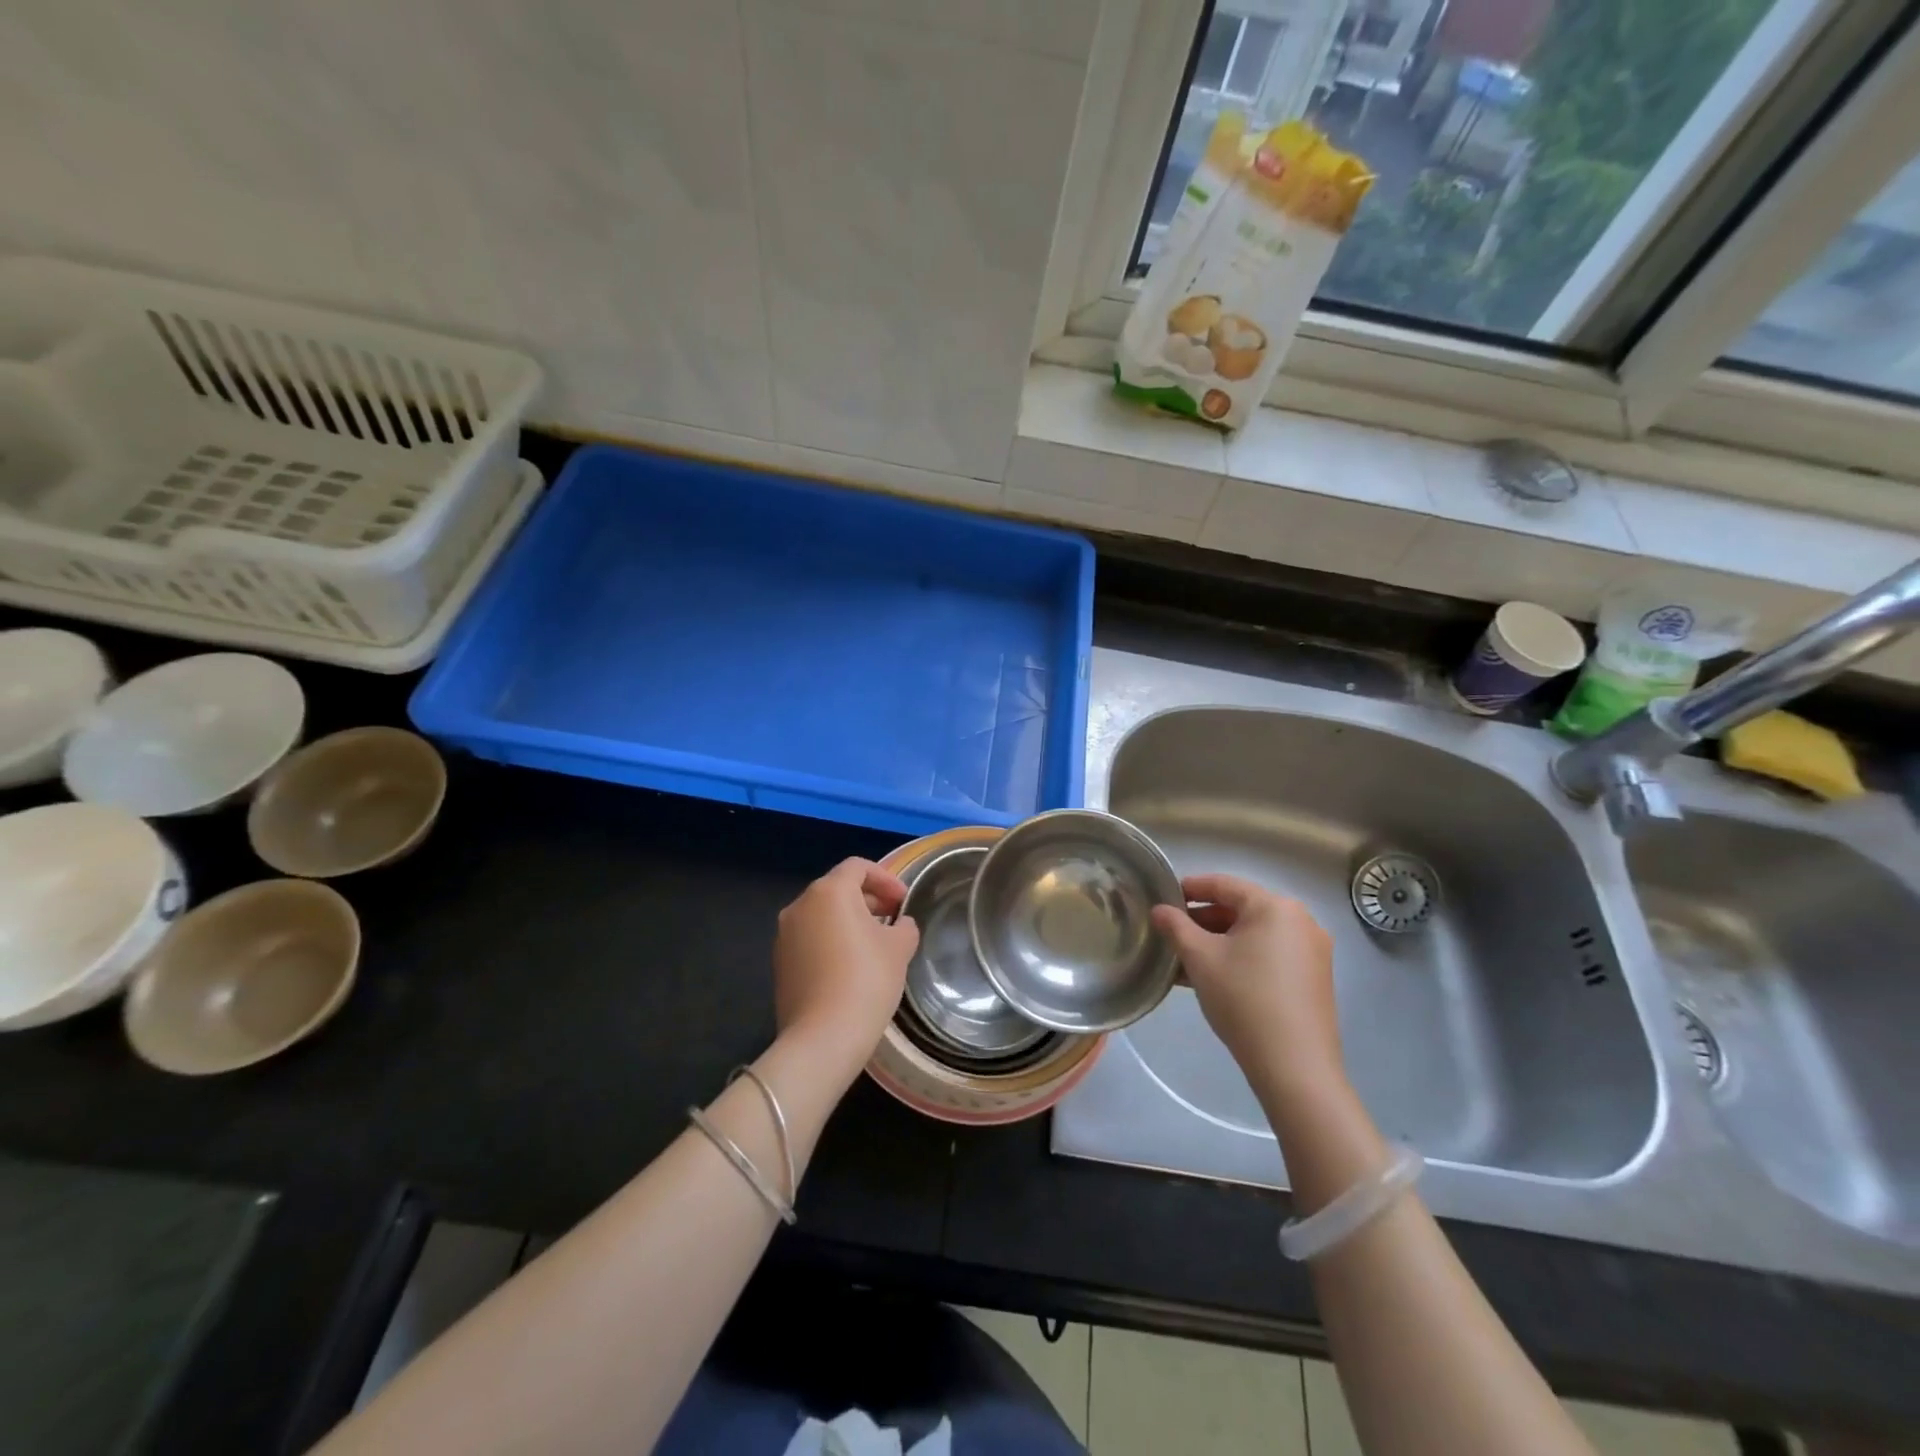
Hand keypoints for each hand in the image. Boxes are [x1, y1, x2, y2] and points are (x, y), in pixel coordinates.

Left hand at [774, 858, 919, 1073]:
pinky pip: (810, 938)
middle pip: (837, 888)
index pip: (858, 867)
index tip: (903, 901)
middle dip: (868, 899)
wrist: (823, 1037)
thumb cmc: (867, 981)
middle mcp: (800, 905)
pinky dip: (831, 940)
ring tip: (875, 944)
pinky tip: (851, 966)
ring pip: (822, 914)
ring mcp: (784, 934)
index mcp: (829, 891)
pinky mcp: (779, 962)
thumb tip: (899, 925)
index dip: (885, 879)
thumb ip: (903, 927)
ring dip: (849, 920)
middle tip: (893, 920)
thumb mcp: (899, 948)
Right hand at [1149, 874, 1342, 1091]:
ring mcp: (1311, 952)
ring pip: (1253, 936)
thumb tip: (1159, 910)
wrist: (1295, 1066)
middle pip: (1240, 909)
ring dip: (1218, 943)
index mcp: (1274, 907)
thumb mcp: (1200, 958)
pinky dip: (1240, 959)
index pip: (1224, 884)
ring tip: (1185, 961)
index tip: (1163, 898)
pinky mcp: (1313, 979)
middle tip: (1171, 934)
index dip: (1190, 888)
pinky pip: (1269, 956)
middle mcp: (1300, 921)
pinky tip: (1213, 979)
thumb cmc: (1243, 998)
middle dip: (1202, 920)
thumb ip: (1176, 927)